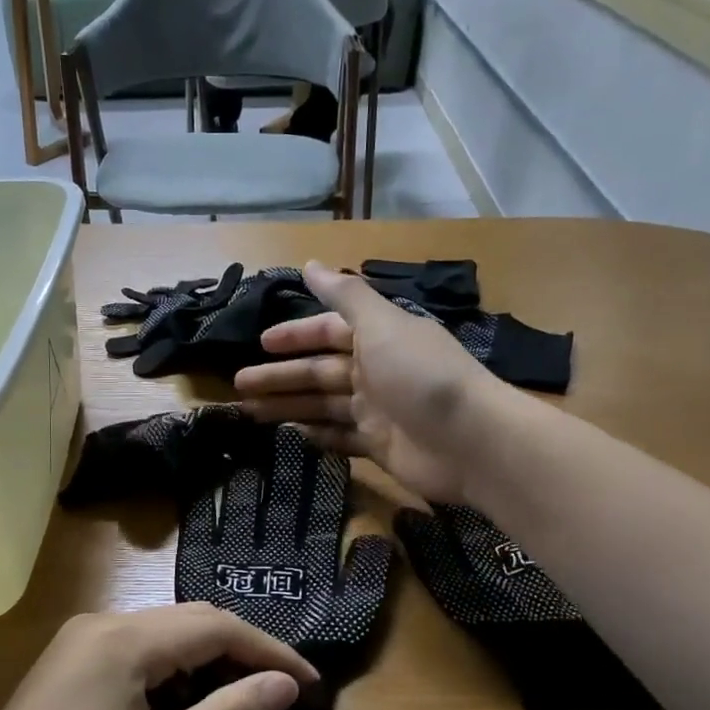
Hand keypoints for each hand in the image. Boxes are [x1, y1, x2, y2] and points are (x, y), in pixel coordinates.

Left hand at [0, 604, 315, 709]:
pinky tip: (185, 706)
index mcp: (123, 638)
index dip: (269, 652)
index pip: (216, 626)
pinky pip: (137, 655)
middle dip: (241, 653)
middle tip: (282, 693)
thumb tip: (285, 684)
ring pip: (163, 638)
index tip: (309, 685)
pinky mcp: (68, 668)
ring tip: (243, 701)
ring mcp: (79, 643)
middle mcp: (101, 624)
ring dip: (207, 663)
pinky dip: (174, 674)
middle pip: (189, 624)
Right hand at [234, 260, 500, 503]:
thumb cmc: (422, 375)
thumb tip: (310, 263)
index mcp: (377, 338)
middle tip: (239, 385)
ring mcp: (377, 411)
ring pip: (322, 406)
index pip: (328, 331)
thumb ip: (346, 296)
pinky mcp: (379, 446)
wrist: (471, 442)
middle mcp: (375, 371)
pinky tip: (290, 436)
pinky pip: (339, 438)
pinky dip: (316, 437)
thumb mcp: (382, 325)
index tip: (260, 343)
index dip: (295, 335)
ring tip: (249, 413)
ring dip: (288, 407)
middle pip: (318, 372)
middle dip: (280, 376)